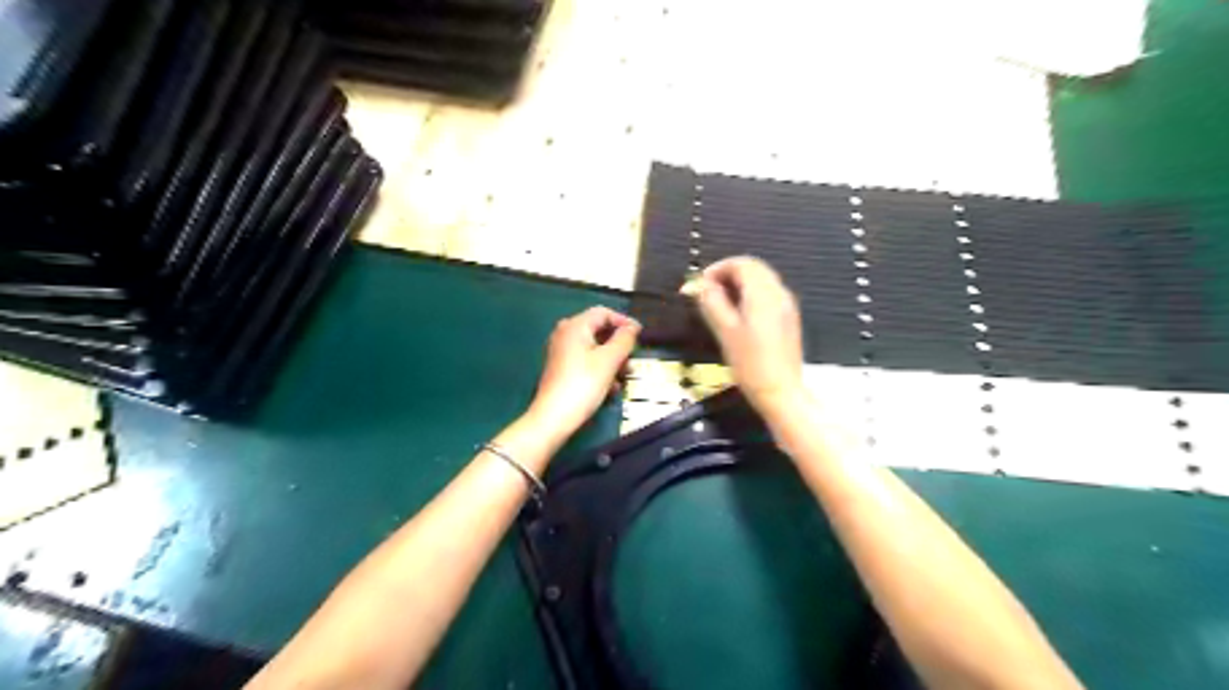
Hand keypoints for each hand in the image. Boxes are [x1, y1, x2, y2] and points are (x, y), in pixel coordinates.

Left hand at [527, 307, 642, 437]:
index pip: (603, 313)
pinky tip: (610, 387)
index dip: (624, 321)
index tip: (640, 335)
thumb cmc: (583, 384)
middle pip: (599, 330)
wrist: (554, 417)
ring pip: (594, 348)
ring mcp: (561, 352)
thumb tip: (632, 328)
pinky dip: (600, 369)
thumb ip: (624, 340)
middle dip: (618, 344)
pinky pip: (586, 361)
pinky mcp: (561, 369)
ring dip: (612, 360)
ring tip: (623, 377)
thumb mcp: (610, 360)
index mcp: (575, 326)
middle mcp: (565, 334)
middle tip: (631, 359)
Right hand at [691, 255, 808, 413]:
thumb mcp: (725, 332)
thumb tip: (701, 285)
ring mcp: (787, 306)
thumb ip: (712, 303)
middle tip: (708, 290)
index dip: (719, 268)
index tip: (701, 283)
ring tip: (719, 301)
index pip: (742, 264)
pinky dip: (751, 294)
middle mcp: (779, 293)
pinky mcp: (788, 319)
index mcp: (763, 294)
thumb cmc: (750, 363)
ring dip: (740, 283)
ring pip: (762, 280)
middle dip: (729, 273)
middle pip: (754, 268)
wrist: (780, 392)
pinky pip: (769, 294)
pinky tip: (738, 313)